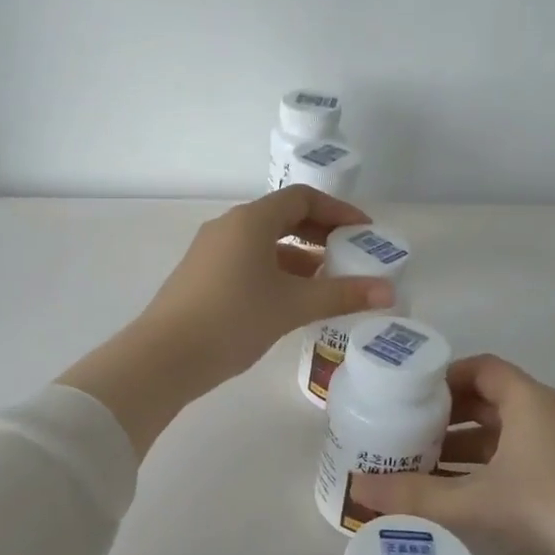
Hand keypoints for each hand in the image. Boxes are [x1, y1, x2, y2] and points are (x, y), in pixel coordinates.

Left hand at [130, 185, 397, 390]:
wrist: (165, 357)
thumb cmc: (234, 319)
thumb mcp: (293, 306)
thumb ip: (342, 295)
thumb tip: (389, 292)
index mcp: (250, 220)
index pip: (302, 198)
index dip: (338, 210)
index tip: (364, 232)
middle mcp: (228, 227)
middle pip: (282, 217)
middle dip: (320, 233)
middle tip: (350, 255)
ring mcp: (210, 251)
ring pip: (264, 242)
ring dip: (298, 255)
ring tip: (327, 280)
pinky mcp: (201, 276)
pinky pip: (247, 261)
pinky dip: (275, 271)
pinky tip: (290, 299)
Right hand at [348, 355, 554, 554]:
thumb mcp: (476, 504)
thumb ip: (414, 496)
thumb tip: (355, 489)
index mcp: (533, 403)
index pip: (483, 368)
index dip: (443, 376)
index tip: (405, 395)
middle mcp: (550, 420)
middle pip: (489, 403)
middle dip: (445, 417)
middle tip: (401, 433)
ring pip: (502, 441)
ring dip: (462, 451)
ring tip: (416, 469)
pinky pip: (516, 470)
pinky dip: (484, 477)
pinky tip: (454, 502)